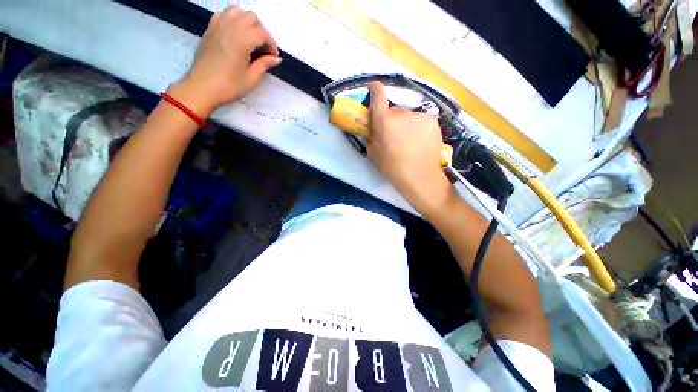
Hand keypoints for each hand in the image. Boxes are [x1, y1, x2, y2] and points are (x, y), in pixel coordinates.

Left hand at [170, 7, 281, 114]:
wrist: (201, 87)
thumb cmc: (229, 86)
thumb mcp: (251, 79)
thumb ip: (264, 64)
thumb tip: (276, 58)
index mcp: (241, 41)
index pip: (262, 33)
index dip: (271, 44)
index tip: (273, 57)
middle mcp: (229, 28)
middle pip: (251, 18)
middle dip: (261, 31)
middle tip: (263, 49)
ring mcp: (217, 26)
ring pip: (237, 11)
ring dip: (247, 22)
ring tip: (250, 39)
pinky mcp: (210, 29)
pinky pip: (224, 14)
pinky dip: (233, 20)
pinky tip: (236, 34)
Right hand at [366, 82, 454, 215]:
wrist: (419, 176)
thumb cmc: (392, 167)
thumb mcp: (373, 153)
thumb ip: (371, 135)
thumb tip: (372, 126)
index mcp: (384, 120)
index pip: (378, 95)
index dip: (375, 89)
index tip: (374, 87)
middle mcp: (402, 113)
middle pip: (395, 109)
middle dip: (393, 118)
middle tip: (395, 134)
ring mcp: (419, 115)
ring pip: (409, 115)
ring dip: (407, 123)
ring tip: (409, 141)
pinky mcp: (432, 120)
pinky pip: (421, 120)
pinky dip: (419, 127)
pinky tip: (420, 141)